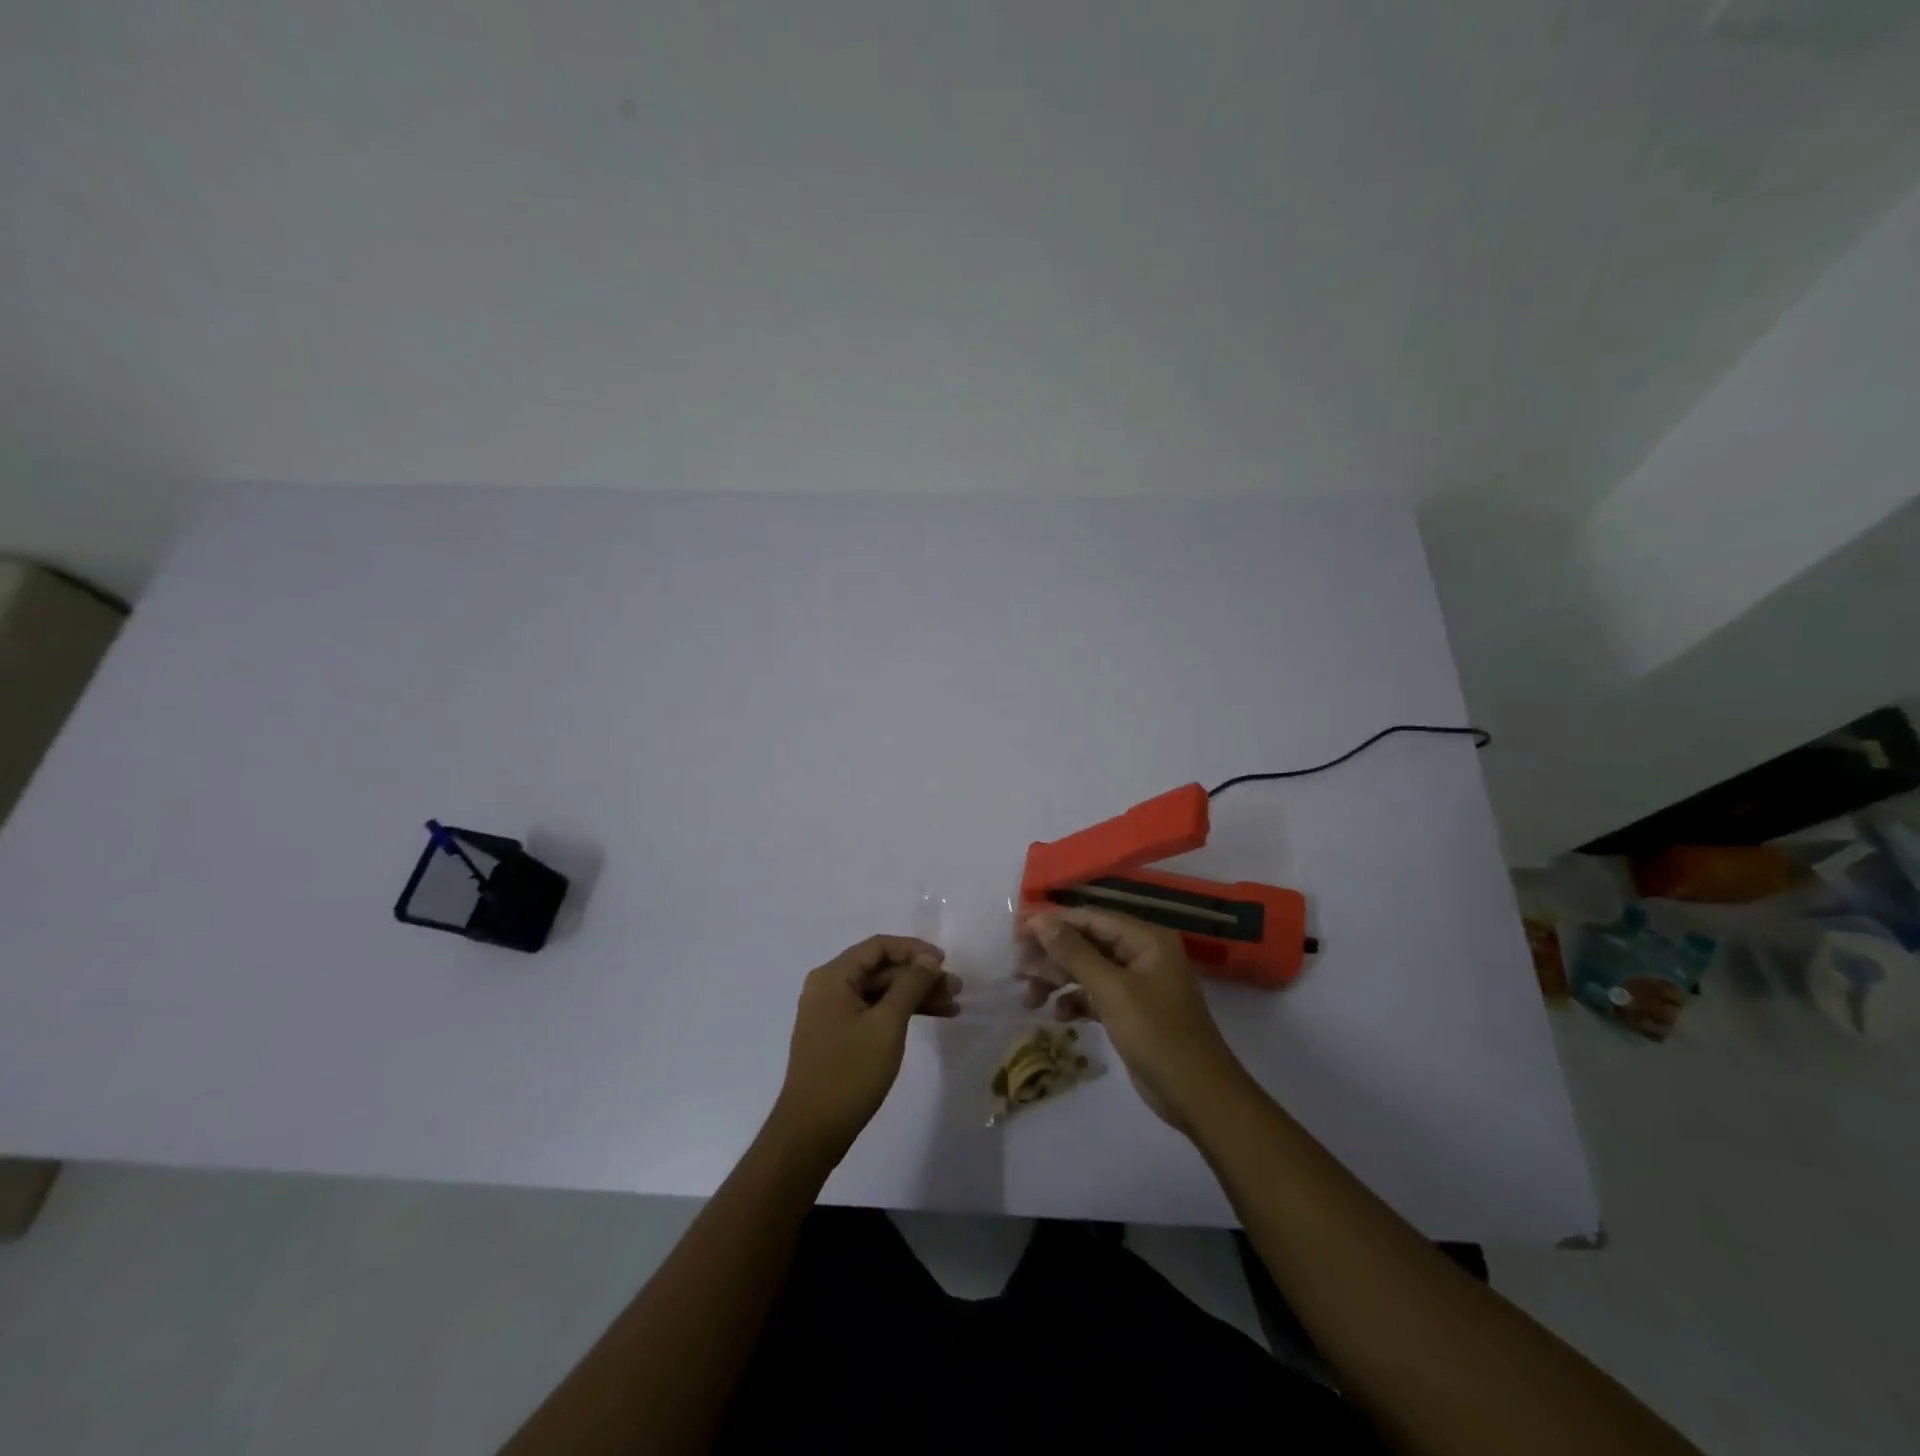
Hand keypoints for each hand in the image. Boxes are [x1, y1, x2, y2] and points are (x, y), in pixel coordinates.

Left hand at [771, 935, 958, 1158]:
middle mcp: (828, 987)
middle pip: (881, 969)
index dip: (914, 950)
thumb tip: (928, 960)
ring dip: (915, 995)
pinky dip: (900, 1013)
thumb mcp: (887, 1025)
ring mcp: (832, 1013)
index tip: (945, 963)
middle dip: (919, 976)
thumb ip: (909, 986)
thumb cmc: (849, 1072)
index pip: (878, 946)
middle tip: (956, 989)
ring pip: (880, 992)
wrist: (811, 1132)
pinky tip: (930, 1019)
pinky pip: (873, 1012)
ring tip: (952, 1005)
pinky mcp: (839, 1035)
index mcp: (833, 976)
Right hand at [1021, 908, 1250, 1133]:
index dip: (1053, 921)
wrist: (1198, 1096)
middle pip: (1086, 943)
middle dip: (1052, 955)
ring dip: (1058, 980)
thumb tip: (1041, 919)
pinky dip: (1076, 1001)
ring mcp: (1137, 983)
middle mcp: (1141, 954)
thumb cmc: (1158, 1035)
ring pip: (1087, 970)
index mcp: (1145, 939)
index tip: (1017, 930)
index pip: (1091, 918)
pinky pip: (1095, 995)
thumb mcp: (1113, 991)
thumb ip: (1075, 953)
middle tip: (1017, 968)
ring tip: (1029, 996)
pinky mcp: (1130, 1010)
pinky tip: (1059, 1015)